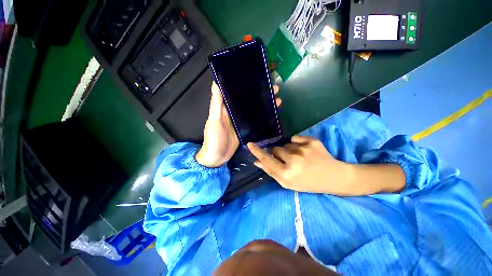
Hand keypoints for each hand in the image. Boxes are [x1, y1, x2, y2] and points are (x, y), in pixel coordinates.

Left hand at [196, 82, 281, 166]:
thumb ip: (216, 104)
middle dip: (260, 95)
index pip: (236, 93)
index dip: (246, 86)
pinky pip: (255, 121)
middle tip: (274, 88)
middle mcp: (234, 113)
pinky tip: (272, 114)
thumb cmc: (214, 138)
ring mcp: (241, 122)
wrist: (217, 157)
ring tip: (277, 100)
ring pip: (254, 110)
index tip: (258, 78)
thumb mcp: (214, 120)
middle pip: (248, 101)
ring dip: (264, 105)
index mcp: (225, 108)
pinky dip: (263, 117)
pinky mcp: (246, 130)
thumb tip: (215, 83)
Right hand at [248, 136, 405, 195]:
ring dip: (288, 150)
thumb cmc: (308, 183)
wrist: (334, 177)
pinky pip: (295, 138)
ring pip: (285, 144)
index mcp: (287, 173)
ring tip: (300, 158)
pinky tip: (305, 151)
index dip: (257, 151)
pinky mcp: (311, 141)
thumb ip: (271, 171)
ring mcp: (303, 149)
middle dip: (278, 154)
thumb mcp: (288, 183)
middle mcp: (293, 160)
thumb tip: (256, 161)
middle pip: (275, 149)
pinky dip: (297, 144)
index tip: (250, 144)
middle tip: (289, 161)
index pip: (266, 159)